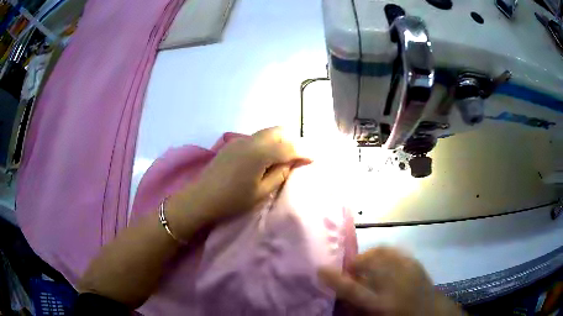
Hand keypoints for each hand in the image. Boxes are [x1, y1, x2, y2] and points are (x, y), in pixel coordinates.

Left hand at [169, 127, 310, 231]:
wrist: (201, 198)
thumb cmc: (232, 200)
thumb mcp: (261, 192)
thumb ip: (279, 174)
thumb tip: (291, 162)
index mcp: (260, 153)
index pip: (289, 146)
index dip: (304, 151)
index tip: (314, 158)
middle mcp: (251, 140)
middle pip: (279, 131)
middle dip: (294, 140)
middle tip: (299, 157)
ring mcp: (240, 140)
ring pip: (268, 132)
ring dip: (281, 140)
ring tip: (286, 156)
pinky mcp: (233, 143)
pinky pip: (258, 137)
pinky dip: (269, 142)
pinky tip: (268, 156)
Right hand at [319, 247, 463, 315]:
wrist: (431, 313)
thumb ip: (357, 307)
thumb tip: (342, 296)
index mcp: (381, 303)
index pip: (352, 289)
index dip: (335, 278)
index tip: (320, 269)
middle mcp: (393, 284)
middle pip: (367, 264)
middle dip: (354, 263)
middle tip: (350, 270)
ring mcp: (406, 270)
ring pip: (380, 253)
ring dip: (368, 257)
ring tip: (366, 265)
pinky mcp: (415, 262)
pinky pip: (394, 251)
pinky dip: (383, 253)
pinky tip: (383, 261)